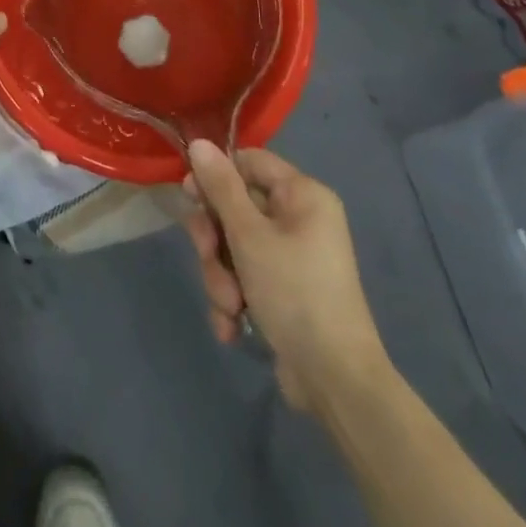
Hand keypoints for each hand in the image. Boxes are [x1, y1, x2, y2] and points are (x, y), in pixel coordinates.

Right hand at [184, 142, 390, 412]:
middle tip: (208, 256)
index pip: (249, 162)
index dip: (216, 175)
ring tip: (229, 306)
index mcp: (303, 195)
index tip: (189, 196)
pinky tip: (233, 325)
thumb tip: (198, 143)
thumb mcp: (249, 235)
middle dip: (215, 241)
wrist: (336, 384)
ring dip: (221, 276)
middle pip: (236, 207)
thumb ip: (221, 187)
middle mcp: (300, 220)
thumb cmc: (294, 293)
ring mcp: (293, 258)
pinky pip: (246, 278)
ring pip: (235, 247)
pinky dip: (234, 299)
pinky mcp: (285, 292)